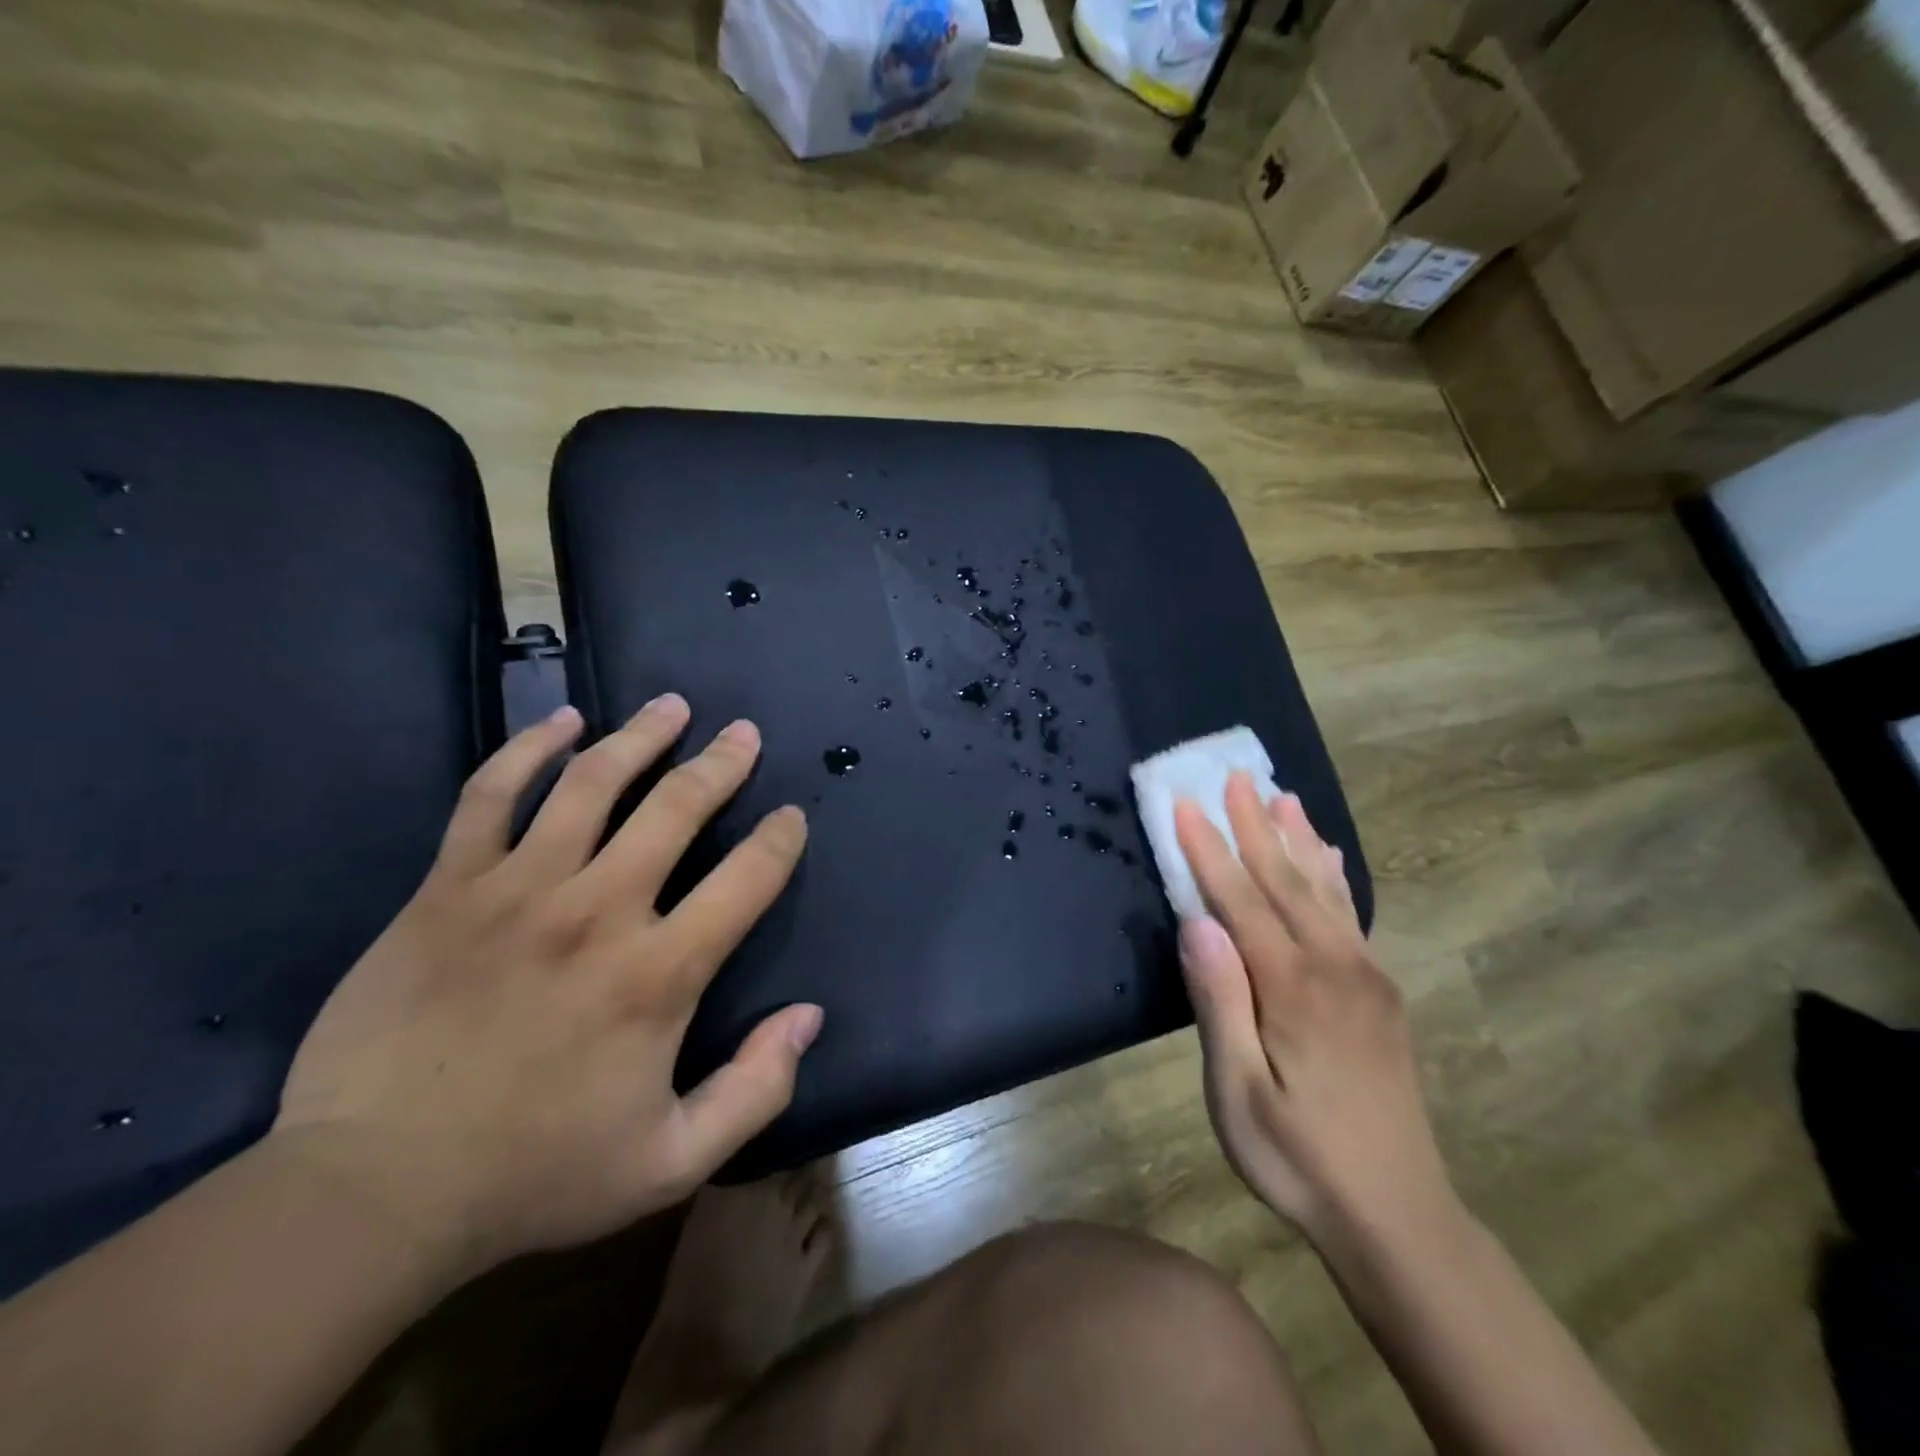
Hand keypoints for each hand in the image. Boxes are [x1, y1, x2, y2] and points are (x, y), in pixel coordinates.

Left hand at [273, 696, 822, 1276]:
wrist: (372, 1193)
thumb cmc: (536, 1176)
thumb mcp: (673, 1160)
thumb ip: (756, 1089)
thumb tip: (809, 1016)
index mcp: (659, 974)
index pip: (747, 880)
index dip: (779, 841)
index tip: (791, 817)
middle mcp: (598, 911)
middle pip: (676, 809)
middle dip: (721, 764)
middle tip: (743, 734)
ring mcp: (517, 890)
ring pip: (590, 784)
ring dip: (640, 736)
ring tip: (671, 707)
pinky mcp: (447, 889)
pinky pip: (491, 795)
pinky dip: (529, 749)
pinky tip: (561, 721)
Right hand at [1174, 777, 1452, 1246]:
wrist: (1398, 1216)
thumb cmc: (1297, 1157)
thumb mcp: (1238, 1092)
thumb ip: (1219, 1001)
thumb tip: (1197, 923)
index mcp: (1292, 987)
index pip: (1240, 899)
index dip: (1209, 850)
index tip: (1186, 803)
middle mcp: (1334, 966)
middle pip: (1285, 880)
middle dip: (1254, 826)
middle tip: (1235, 776)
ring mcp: (1365, 977)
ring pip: (1324, 890)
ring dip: (1298, 840)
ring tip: (1284, 796)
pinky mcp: (1380, 993)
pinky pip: (1352, 915)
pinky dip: (1335, 876)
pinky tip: (1329, 859)